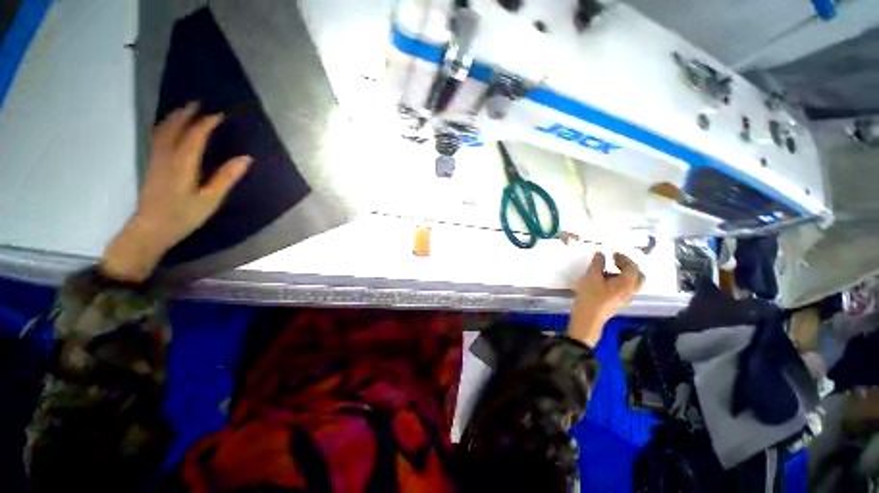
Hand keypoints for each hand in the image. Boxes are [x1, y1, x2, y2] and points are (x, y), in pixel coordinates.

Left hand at [101, 103, 252, 281]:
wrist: (151, 228)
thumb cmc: (184, 215)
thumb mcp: (210, 199)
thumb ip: (226, 177)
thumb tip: (245, 158)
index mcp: (183, 164)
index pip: (195, 136)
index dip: (207, 123)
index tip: (220, 114)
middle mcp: (166, 156)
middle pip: (175, 128)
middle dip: (187, 114)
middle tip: (199, 104)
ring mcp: (156, 159)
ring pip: (162, 130)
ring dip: (174, 117)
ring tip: (185, 110)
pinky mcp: (151, 165)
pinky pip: (157, 138)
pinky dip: (164, 127)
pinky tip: (168, 127)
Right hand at [568, 253, 644, 346]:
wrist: (588, 318)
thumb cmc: (590, 296)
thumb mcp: (591, 276)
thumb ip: (598, 264)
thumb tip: (601, 254)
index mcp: (627, 283)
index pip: (632, 267)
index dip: (624, 258)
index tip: (613, 253)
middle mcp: (630, 291)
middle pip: (638, 276)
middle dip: (629, 266)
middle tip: (616, 261)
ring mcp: (625, 298)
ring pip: (631, 283)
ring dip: (623, 274)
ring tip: (608, 271)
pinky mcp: (617, 303)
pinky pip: (623, 289)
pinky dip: (618, 281)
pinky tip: (605, 282)